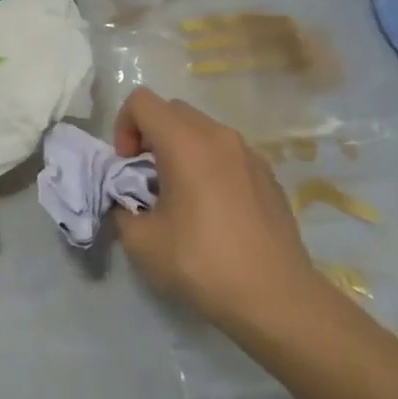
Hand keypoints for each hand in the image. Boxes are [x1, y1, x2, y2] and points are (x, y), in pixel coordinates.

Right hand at [111, 88, 330, 339]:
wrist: (274, 297)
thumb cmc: (202, 264)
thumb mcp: (141, 242)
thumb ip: (122, 208)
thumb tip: (128, 201)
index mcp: (186, 144)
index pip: (141, 102)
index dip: (123, 128)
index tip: (127, 168)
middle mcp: (220, 137)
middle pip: (172, 110)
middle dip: (149, 136)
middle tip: (146, 181)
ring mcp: (250, 154)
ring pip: (202, 130)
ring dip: (179, 150)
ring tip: (179, 197)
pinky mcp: (268, 175)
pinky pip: (226, 153)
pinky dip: (208, 165)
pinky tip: (212, 211)